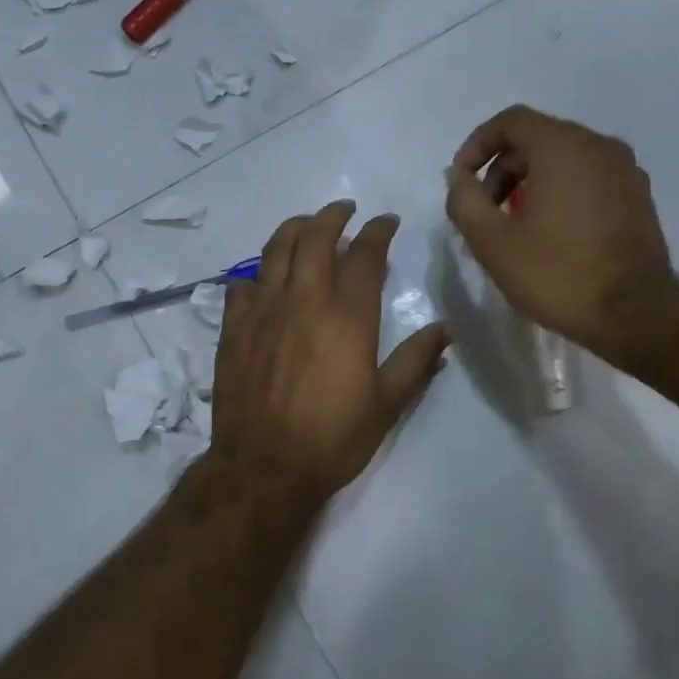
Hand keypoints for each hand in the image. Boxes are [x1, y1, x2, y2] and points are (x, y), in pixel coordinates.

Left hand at [210, 202, 450, 509]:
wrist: (263, 467)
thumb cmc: (333, 438)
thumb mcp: (387, 404)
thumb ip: (416, 361)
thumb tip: (444, 330)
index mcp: (347, 315)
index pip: (365, 254)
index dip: (378, 232)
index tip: (387, 222)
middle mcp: (304, 299)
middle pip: (316, 237)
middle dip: (333, 216)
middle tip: (346, 211)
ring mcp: (262, 310)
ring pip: (275, 249)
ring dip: (294, 229)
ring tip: (307, 226)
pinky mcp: (233, 328)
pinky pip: (240, 284)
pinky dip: (256, 272)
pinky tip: (263, 278)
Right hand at [443, 105, 675, 366]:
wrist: (634, 314)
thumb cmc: (557, 274)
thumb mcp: (493, 242)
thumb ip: (465, 201)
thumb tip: (458, 177)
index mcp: (563, 146)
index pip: (511, 121)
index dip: (477, 145)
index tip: (461, 180)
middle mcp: (599, 146)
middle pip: (538, 139)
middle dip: (502, 169)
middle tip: (485, 211)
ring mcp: (625, 170)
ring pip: (565, 159)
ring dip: (531, 182)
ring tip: (515, 225)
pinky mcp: (638, 197)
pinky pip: (589, 179)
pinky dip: (562, 192)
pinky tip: (552, 232)